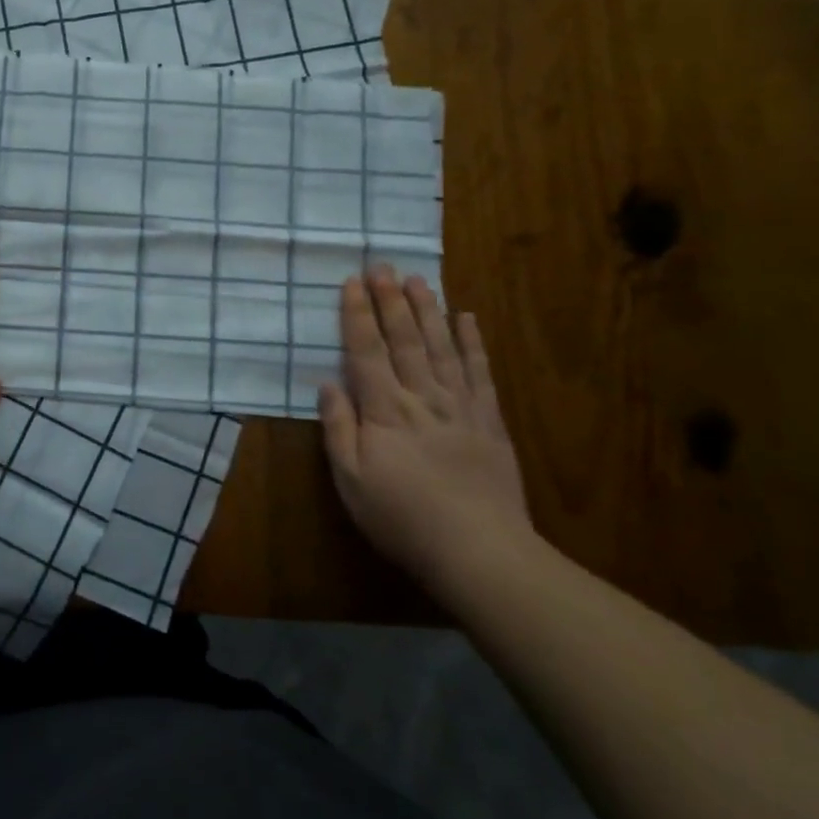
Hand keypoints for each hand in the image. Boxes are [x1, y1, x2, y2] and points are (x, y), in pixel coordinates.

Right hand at [318, 266, 533, 590]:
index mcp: (385, 411)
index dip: (358, 315)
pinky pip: (480, 373)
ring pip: (441, 347)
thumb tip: (328, 384)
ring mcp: (460, 406)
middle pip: (404, 340)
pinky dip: (473, 343)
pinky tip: (466, 318)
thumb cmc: (403, 518)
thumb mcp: (351, 481)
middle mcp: (422, 397)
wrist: (481, 552)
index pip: (366, 352)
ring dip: (427, 310)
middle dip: (390, 301)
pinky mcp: (490, 421)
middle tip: (382, 266)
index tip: (352, 283)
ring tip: (417, 279)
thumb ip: (338, 429)